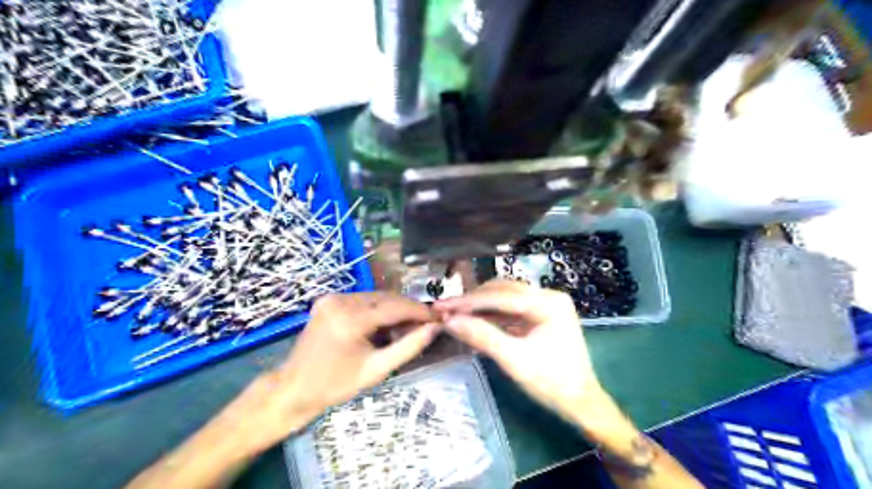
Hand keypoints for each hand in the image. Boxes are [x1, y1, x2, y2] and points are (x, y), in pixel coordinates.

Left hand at [221, 292, 439, 452]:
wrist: (293, 388)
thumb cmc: (335, 385)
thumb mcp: (376, 370)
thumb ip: (408, 347)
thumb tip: (435, 328)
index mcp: (351, 319)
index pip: (395, 307)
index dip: (420, 311)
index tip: (438, 318)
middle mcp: (341, 301)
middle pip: (386, 298)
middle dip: (408, 309)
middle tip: (425, 324)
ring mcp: (332, 298)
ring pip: (376, 296)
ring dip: (394, 308)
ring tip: (406, 326)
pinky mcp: (328, 300)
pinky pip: (362, 299)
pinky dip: (377, 308)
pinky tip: (384, 323)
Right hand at [433, 281, 607, 425]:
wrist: (581, 403)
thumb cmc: (552, 383)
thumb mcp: (514, 361)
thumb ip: (483, 337)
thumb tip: (450, 321)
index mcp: (549, 303)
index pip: (503, 296)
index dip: (470, 301)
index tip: (443, 306)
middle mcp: (549, 296)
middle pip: (503, 291)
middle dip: (473, 300)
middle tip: (445, 309)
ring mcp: (546, 305)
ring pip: (504, 298)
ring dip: (479, 306)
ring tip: (453, 313)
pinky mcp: (540, 315)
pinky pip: (510, 309)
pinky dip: (491, 315)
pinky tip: (472, 320)